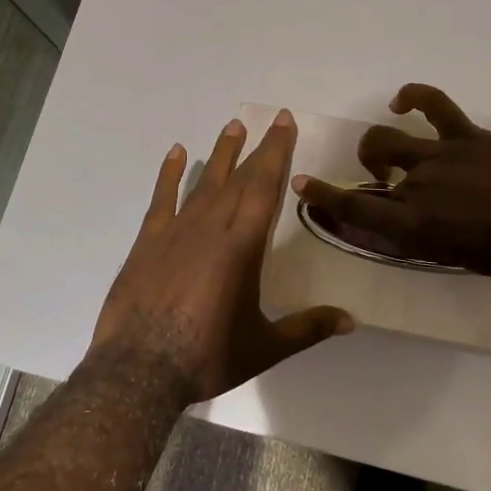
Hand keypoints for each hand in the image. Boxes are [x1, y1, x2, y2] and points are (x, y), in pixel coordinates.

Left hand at [89, 110, 353, 403]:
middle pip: (240, 178)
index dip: (277, 152)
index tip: (284, 123)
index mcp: (242, 246)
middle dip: (259, 148)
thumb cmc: (208, 357)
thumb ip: (308, 328)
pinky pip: (163, 198)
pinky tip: (178, 152)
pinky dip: (170, 173)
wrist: (139, 370)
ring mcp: (177, 230)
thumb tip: (351, 320)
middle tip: (271, 120)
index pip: (265, 187)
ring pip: (205, 182)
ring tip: (233, 125)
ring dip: (221, 153)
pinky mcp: (149, 241)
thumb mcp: (265, 347)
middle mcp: (212, 227)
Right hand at [293, 84, 490, 284]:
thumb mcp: (453, 257)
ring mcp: (441, 156)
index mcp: (413, 226)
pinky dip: (413, 97)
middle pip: (371, 164)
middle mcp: (417, 187)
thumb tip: (394, 222)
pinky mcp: (467, 136)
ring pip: (390, 137)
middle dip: (365, 167)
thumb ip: (418, 237)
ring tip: (392, 152)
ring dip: (381, 143)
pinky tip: (402, 101)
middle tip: (381, 177)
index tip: (303, 184)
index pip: (355, 208)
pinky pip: (433, 104)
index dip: (324, 195)